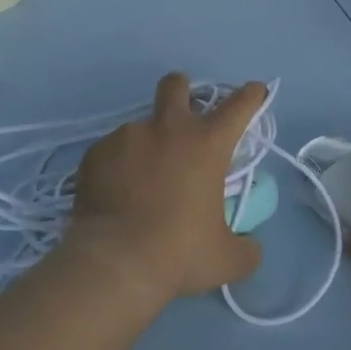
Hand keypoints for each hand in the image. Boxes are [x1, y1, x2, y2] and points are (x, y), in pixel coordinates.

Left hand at [64, 72, 265, 307]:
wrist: (113, 264)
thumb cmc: (178, 254)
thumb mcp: (225, 260)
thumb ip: (245, 248)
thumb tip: (250, 247)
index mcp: (206, 144)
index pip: (239, 104)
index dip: (250, 95)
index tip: (254, 92)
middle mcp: (168, 128)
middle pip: (176, 85)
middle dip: (182, 90)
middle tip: (182, 115)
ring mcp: (128, 136)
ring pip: (140, 125)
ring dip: (147, 143)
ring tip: (140, 181)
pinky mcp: (96, 153)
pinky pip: (110, 151)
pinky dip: (117, 166)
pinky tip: (114, 194)